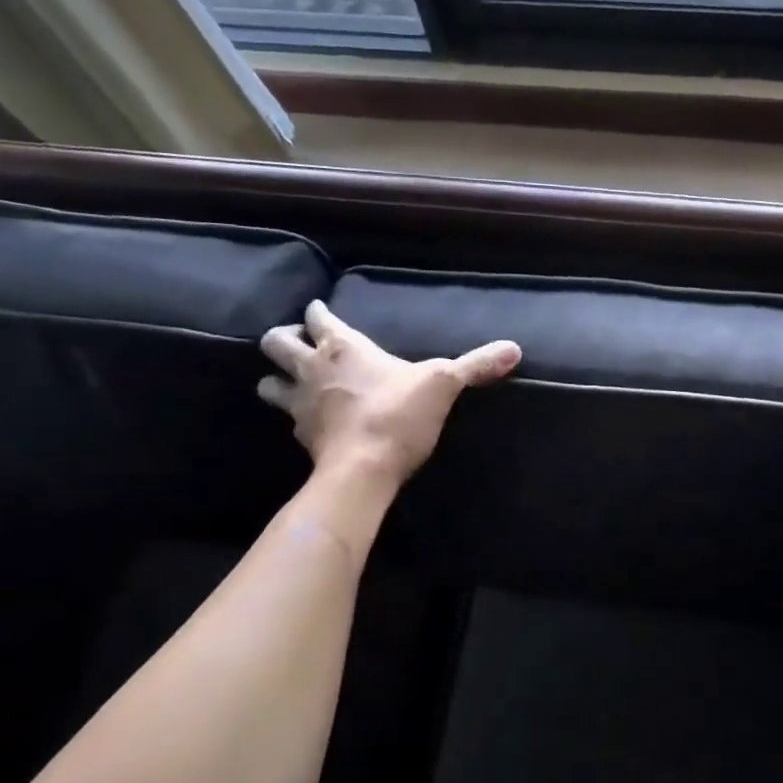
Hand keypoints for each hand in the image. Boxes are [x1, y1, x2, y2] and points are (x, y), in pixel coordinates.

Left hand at [258, 301, 519, 484]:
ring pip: (268, 382)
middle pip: (276, 342)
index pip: (317, 316)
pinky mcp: (301, 436)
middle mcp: (313, 368)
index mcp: (343, 347)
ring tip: (291, 382)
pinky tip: (308, 421)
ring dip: (275, 378)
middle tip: (300, 344)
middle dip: (284, 338)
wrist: (363, 470)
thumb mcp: (443, 384)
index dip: (318, 312)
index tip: (320, 311)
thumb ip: (476, 365)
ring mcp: (300, 404)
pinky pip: (286, 419)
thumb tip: (514, 348)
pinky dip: (292, 415)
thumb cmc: (399, 416)